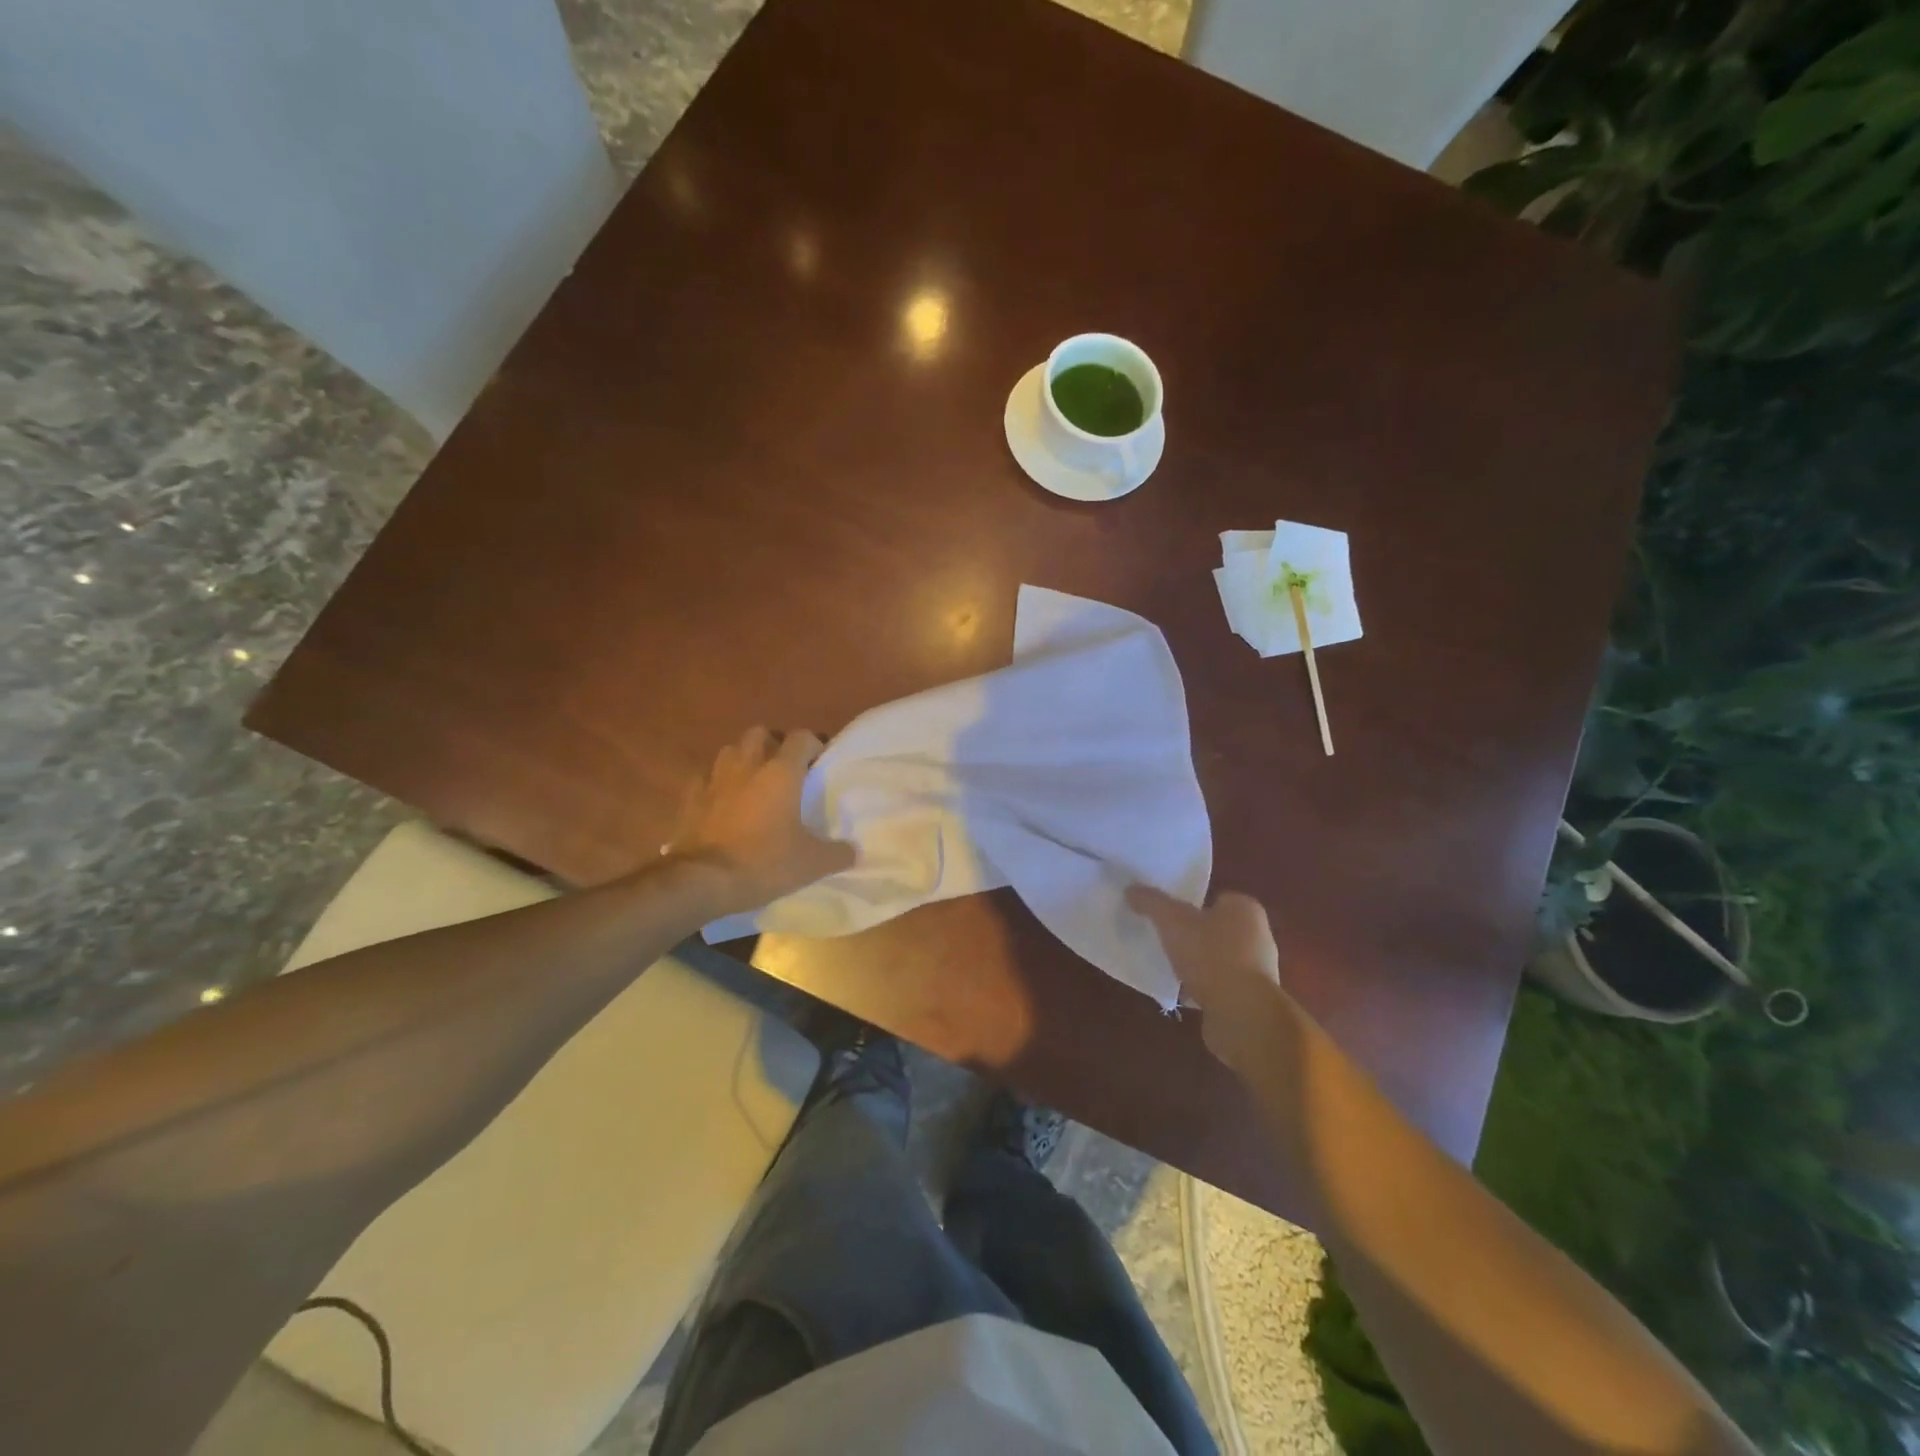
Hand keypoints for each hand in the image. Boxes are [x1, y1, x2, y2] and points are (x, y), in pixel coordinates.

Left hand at [666, 727, 855, 916]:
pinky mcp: (690, 797)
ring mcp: (714, 778)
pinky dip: (715, 784)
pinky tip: (722, 802)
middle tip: (784, 769)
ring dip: (743, 759)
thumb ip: (838, 853)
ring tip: (752, 782)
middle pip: (761, 734)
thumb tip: (855, 851)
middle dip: (774, 745)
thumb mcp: (811, 864)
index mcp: (781, 772)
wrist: (701, 881)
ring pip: (730, 751)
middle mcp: (747, 765)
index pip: (802, 737)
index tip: (819, 764)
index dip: (813, 745)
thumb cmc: (763, 862)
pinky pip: (705, 778)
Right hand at [1126, 885, 1285, 1070]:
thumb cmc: (1211, 956)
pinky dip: (1204, 987)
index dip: (1191, 904)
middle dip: (1193, 935)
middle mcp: (1258, 935)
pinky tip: (1183, 992)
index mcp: (1245, 909)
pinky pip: (1221, 985)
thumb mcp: (1172, 922)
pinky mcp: (1252, 999)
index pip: (1216, 898)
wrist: (1242, 1014)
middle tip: (1166, 940)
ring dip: (1198, 963)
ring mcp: (1258, 970)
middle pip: (1217, 928)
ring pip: (1218, 958)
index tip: (1169, 916)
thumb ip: (1151, 902)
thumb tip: (1131, 889)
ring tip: (1170, 967)